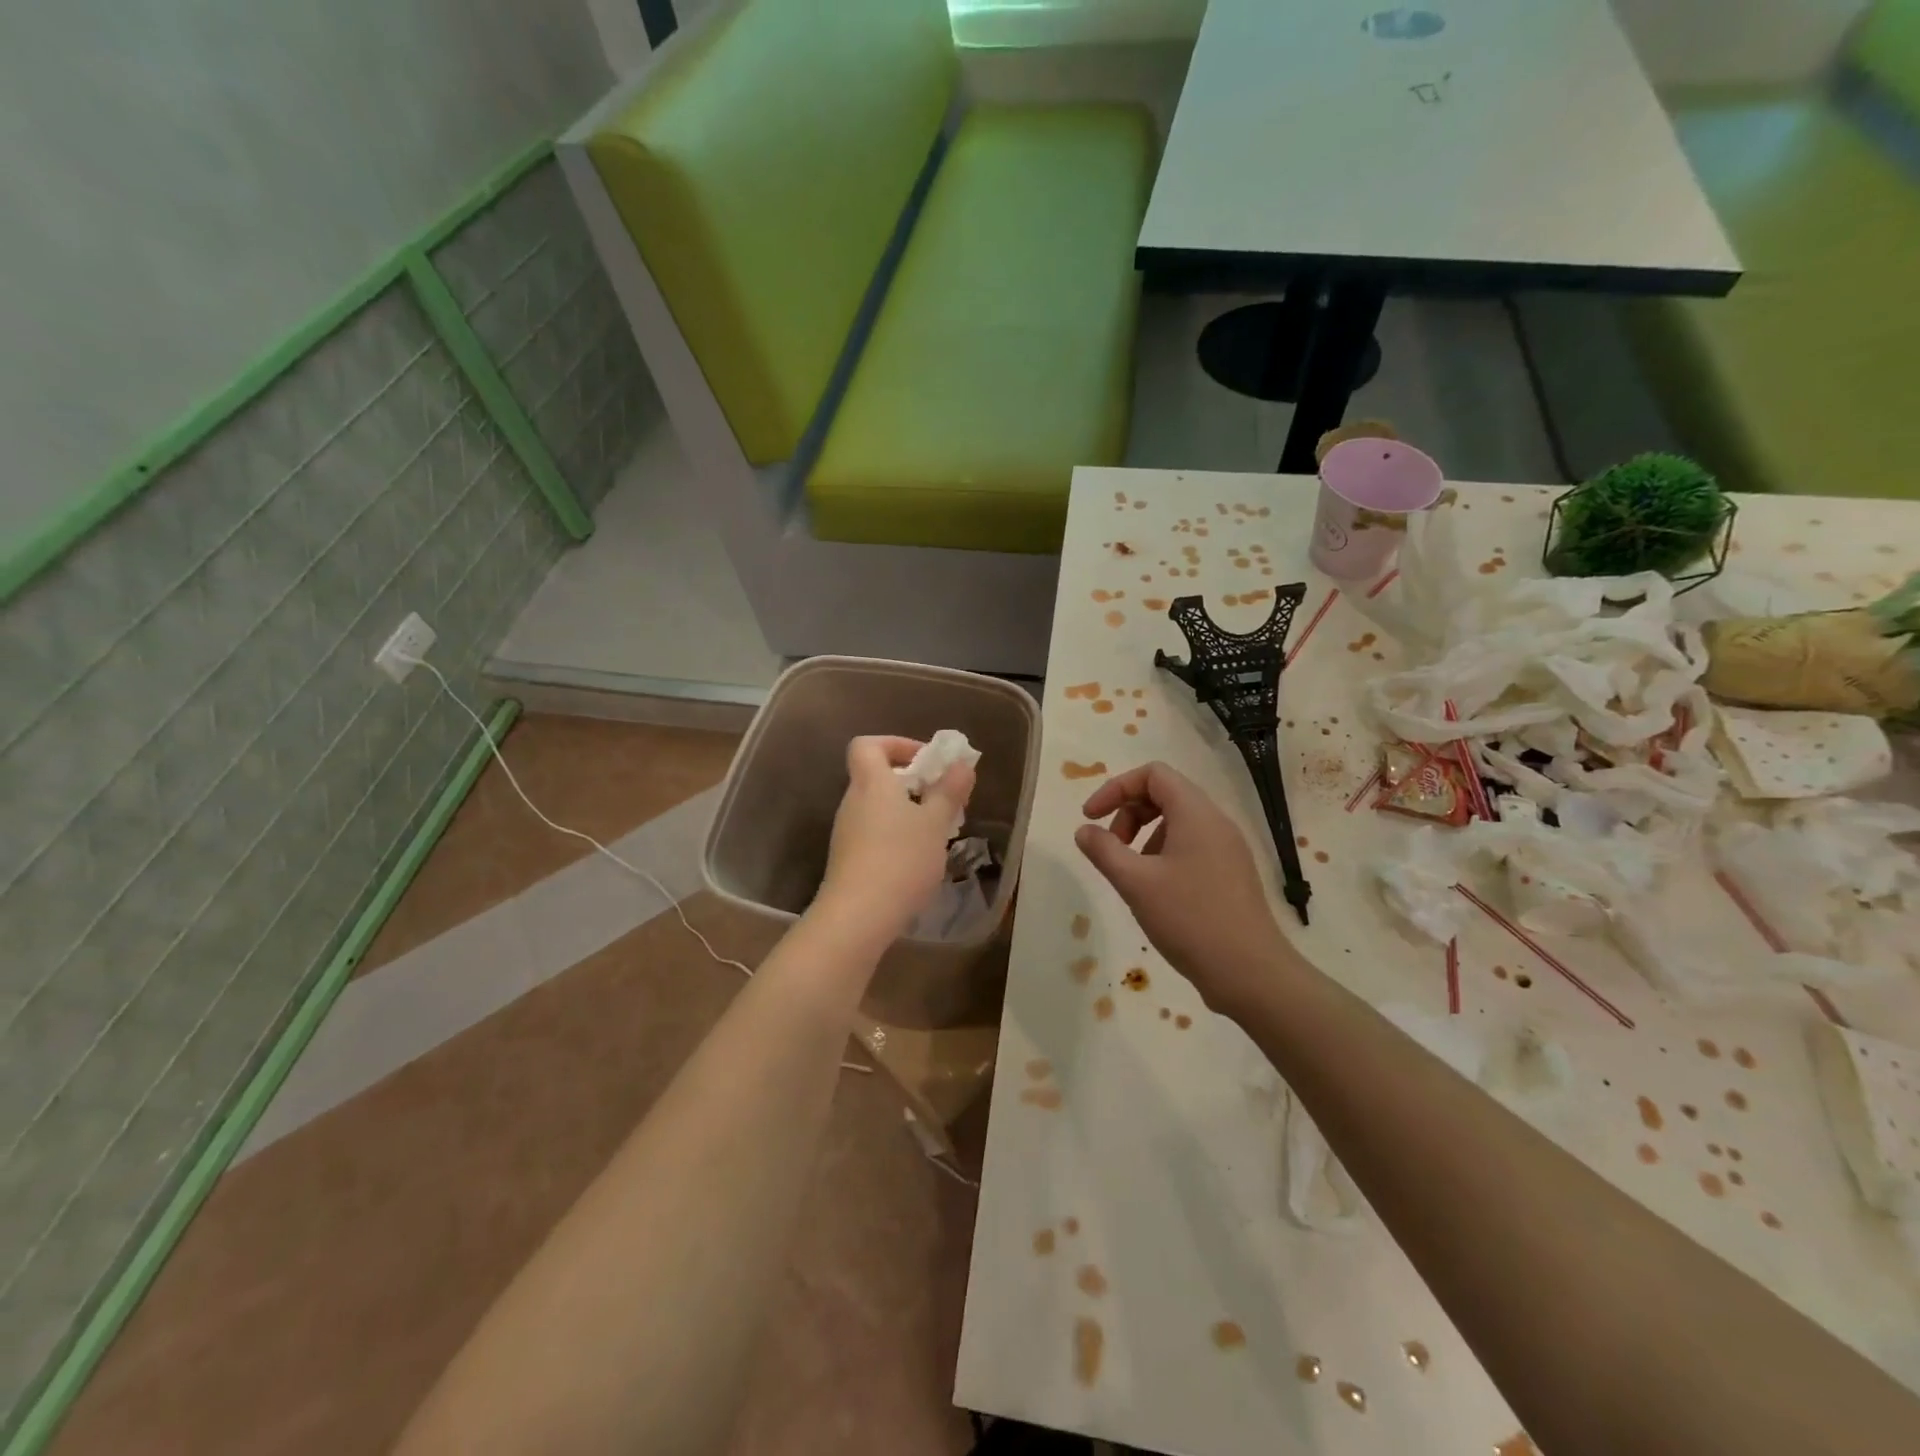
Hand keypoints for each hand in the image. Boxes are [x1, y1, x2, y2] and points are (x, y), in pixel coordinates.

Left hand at [814, 736, 975, 947]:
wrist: (858, 916)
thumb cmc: (901, 859)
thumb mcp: (935, 823)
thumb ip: (949, 792)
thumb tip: (961, 765)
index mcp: (871, 782)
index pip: (867, 745)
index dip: (895, 744)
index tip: (925, 760)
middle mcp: (853, 801)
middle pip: (875, 776)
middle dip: (910, 781)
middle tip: (941, 798)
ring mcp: (847, 832)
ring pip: (877, 807)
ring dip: (905, 810)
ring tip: (935, 831)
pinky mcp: (848, 858)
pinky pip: (873, 832)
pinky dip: (895, 834)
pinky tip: (917, 858)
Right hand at [1074, 762, 1299, 1017]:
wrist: (1250, 972)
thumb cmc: (1189, 918)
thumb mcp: (1135, 883)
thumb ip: (1104, 850)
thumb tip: (1084, 830)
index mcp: (1195, 813)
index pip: (1153, 774)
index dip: (1116, 788)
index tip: (1091, 818)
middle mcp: (1216, 822)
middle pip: (1165, 794)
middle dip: (1128, 813)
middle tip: (1111, 848)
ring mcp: (1228, 849)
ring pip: (1178, 822)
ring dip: (1144, 835)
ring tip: (1131, 873)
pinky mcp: (1231, 874)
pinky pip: (1192, 846)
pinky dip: (1164, 854)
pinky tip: (1155, 891)